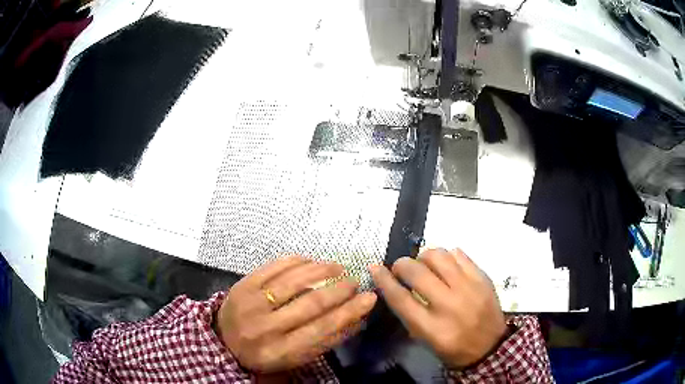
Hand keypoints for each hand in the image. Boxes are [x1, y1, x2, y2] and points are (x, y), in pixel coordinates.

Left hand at [215, 256, 376, 372]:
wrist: (223, 340)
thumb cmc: (264, 353)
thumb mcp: (294, 357)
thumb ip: (325, 341)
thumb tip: (357, 320)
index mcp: (281, 350)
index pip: (322, 330)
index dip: (349, 312)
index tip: (369, 298)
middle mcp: (266, 327)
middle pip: (310, 304)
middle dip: (339, 290)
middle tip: (355, 281)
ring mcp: (252, 302)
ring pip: (293, 281)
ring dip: (321, 271)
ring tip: (338, 267)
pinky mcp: (243, 284)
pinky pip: (273, 267)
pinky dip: (296, 261)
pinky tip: (311, 260)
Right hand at [370, 248, 505, 367]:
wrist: (490, 346)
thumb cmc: (453, 348)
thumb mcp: (426, 340)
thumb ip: (410, 314)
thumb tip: (396, 286)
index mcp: (431, 327)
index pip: (400, 298)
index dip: (384, 280)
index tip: (375, 268)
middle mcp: (449, 305)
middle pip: (417, 272)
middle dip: (402, 264)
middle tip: (401, 268)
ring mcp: (468, 288)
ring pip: (438, 256)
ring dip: (424, 256)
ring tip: (424, 264)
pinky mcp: (482, 278)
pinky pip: (459, 254)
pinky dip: (447, 256)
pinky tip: (445, 265)